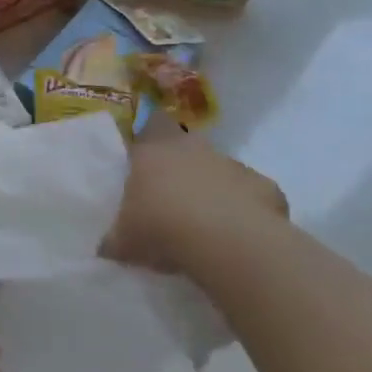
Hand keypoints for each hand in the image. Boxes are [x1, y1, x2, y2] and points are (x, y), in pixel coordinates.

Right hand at [103, 121, 287, 278]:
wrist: (228, 243)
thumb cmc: (161, 227)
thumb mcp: (125, 240)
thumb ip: (115, 239)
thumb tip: (105, 248)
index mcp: (153, 151)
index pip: (150, 124)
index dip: (149, 135)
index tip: (145, 155)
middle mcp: (193, 149)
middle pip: (186, 145)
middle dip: (180, 165)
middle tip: (170, 194)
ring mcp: (233, 165)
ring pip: (219, 170)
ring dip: (212, 188)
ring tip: (204, 222)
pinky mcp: (266, 187)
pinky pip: (251, 195)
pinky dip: (245, 209)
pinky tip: (237, 234)